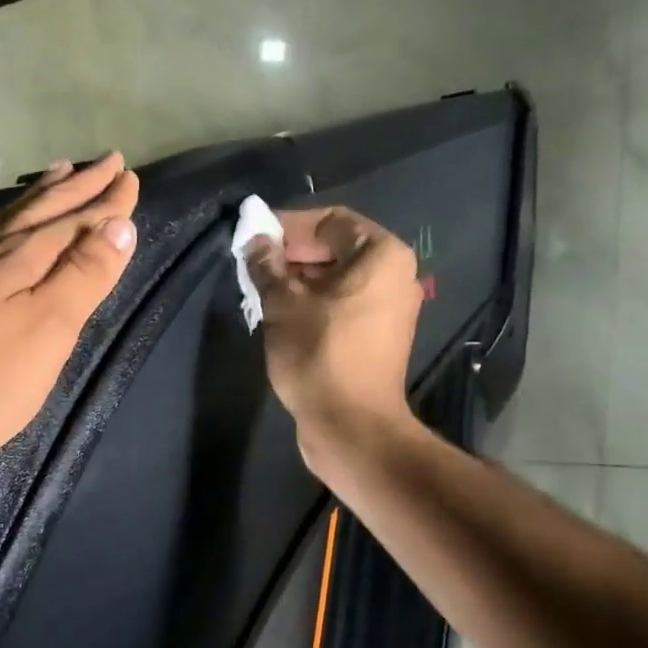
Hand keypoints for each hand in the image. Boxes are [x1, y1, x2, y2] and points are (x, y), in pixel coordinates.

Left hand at [0, 153, 139, 476]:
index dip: (105, 204)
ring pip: (6, 222)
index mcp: (22, 263)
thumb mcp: (44, 332)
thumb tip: (119, 224)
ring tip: (58, 174)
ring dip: (38, 198)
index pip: (74, 223)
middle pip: (40, 213)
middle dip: (77, 188)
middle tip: (106, 162)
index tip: (130, 176)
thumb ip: (82, 278)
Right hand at [246, 206, 421, 467]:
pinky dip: (313, 304)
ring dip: (298, 282)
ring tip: (260, 292)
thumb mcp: (283, 306)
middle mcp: (394, 275)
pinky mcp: (377, 337)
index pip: (330, 222)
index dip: (288, 226)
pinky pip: (342, 305)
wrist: (350, 425)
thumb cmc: (319, 355)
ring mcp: (389, 309)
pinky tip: (281, 316)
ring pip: (336, 280)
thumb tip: (255, 243)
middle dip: (291, 255)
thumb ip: (267, 267)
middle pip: (335, 250)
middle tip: (252, 266)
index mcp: (382, 255)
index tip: (253, 237)